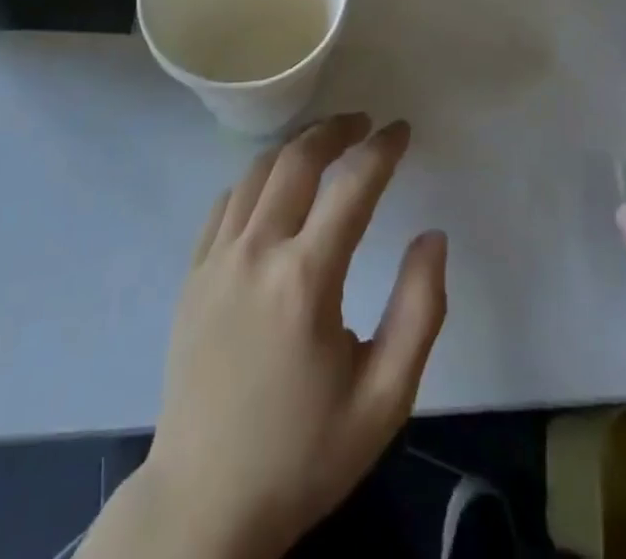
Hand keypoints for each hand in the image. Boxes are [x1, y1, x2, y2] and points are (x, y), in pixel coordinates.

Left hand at [83, 115, 446, 558]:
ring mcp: (217, 259)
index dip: (382, 149)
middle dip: (334, 129)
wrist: (206, 503)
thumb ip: (420, 312)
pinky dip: (257, 178)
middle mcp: (256, 252)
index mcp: (306, 279)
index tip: (402, 130)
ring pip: (257, 171)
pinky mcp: (193, 273)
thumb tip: (432, 237)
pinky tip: (274, 187)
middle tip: (362, 122)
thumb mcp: (384, 399)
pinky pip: (227, 202)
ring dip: (295, 146)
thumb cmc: (304, 453)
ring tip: (325, 142)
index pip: (352, 185)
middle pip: (297, 159)